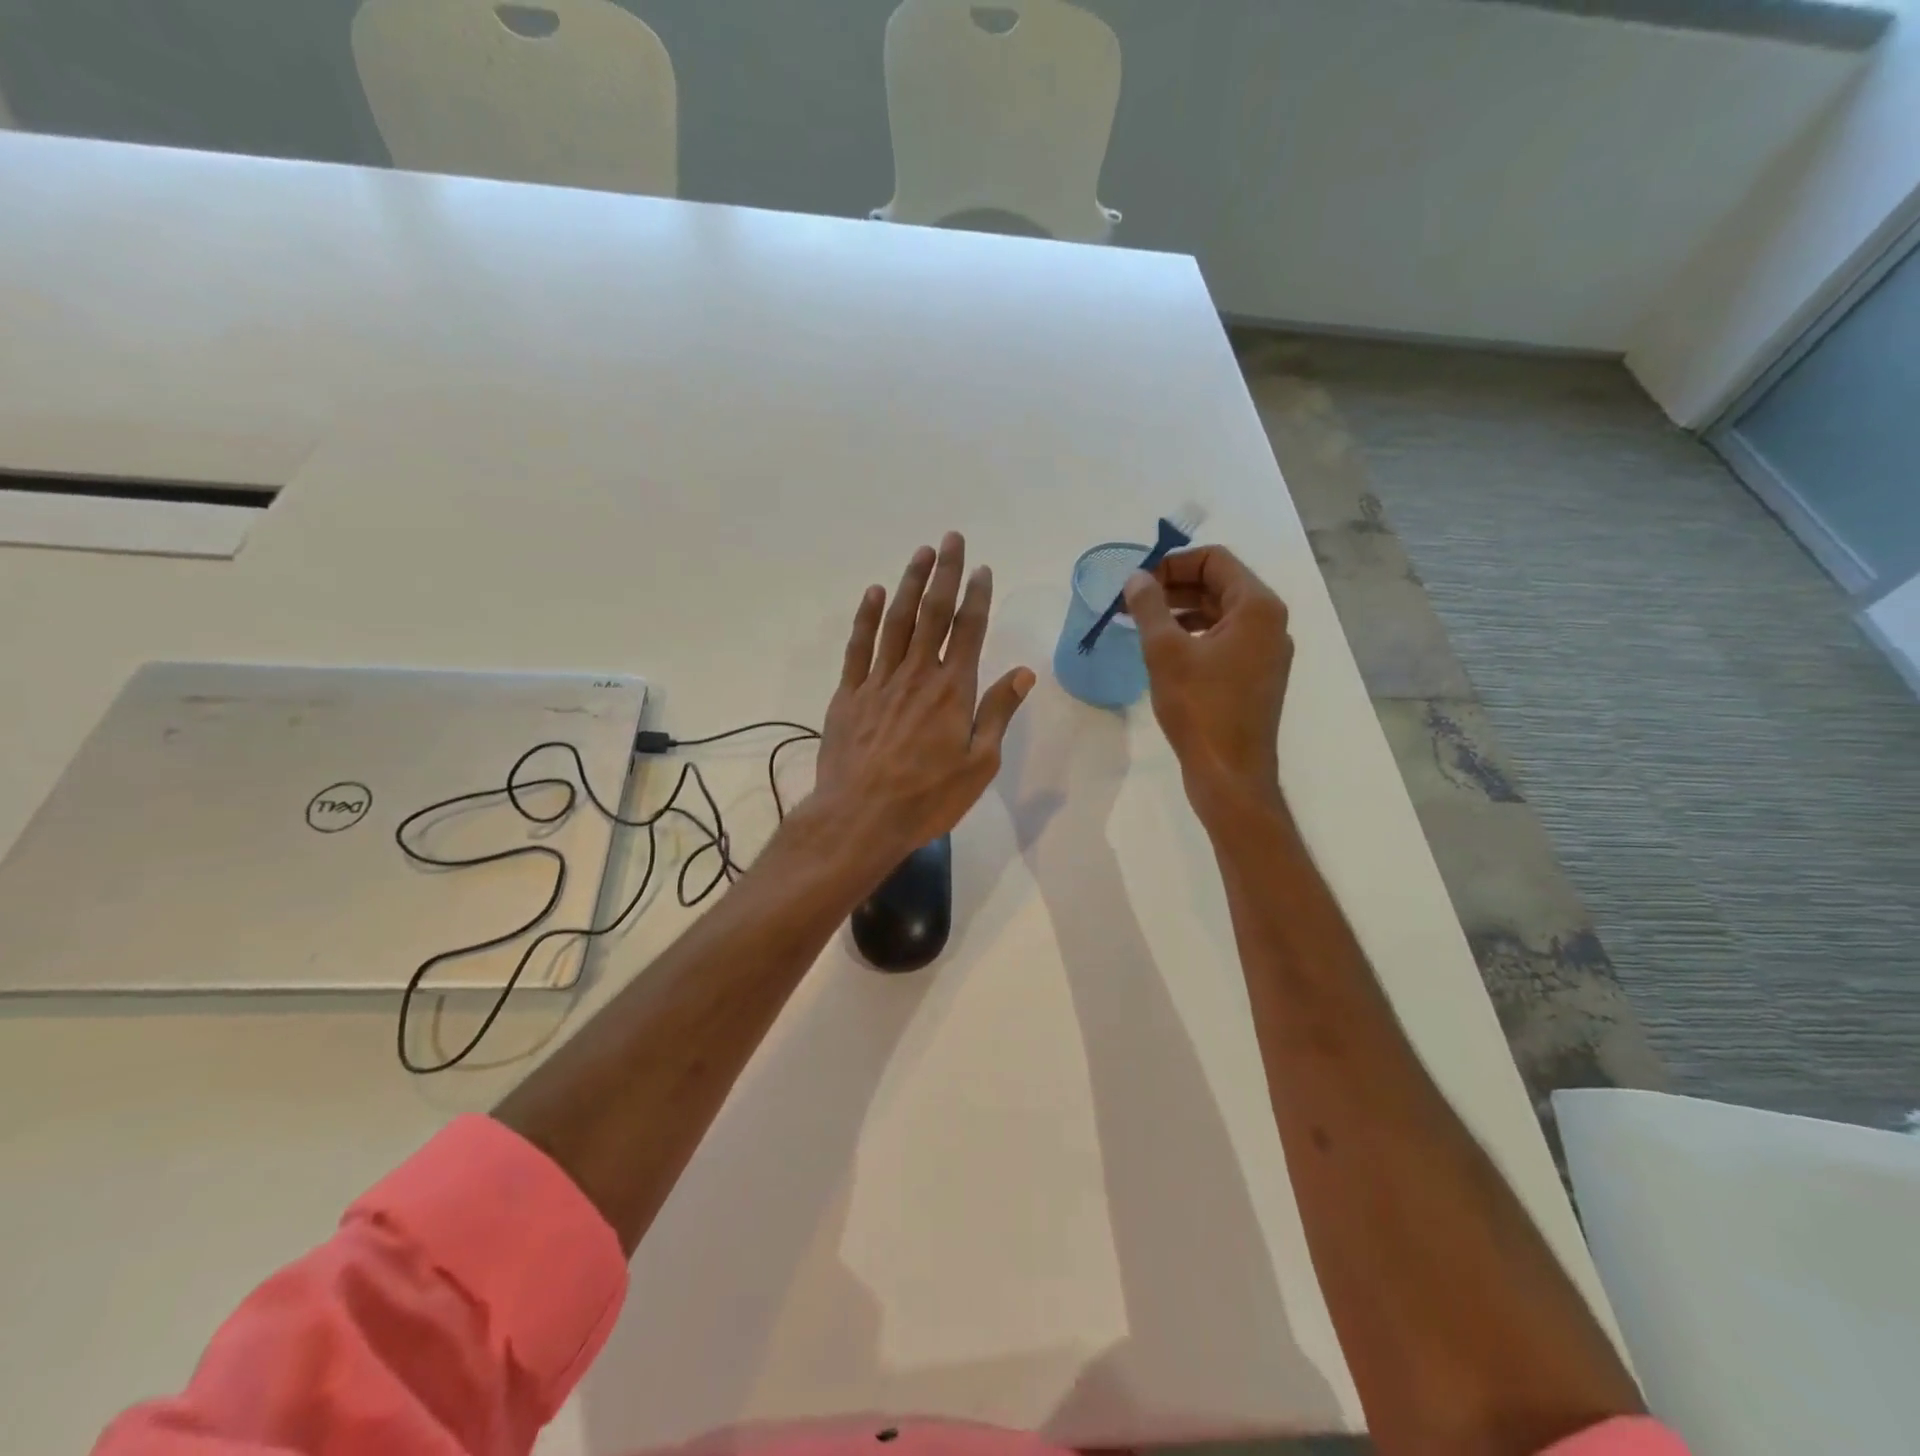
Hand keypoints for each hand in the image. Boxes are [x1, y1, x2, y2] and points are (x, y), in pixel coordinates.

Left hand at [812, 532, 1035, 869]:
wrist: (861, 818)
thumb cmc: (928, 797)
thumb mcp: (979, 764)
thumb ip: (998, 713)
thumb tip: (1024, 672)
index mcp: (953, 690)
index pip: (969, 630)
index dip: (976, 595)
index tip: (982, 568)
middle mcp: (916, 674)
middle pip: (932, 613)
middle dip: (944, 573)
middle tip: (950, 539)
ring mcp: (878, 681)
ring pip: (895, 621)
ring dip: (908, 584)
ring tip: (920, 554)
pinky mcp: (848, 695)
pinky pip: (858, 647)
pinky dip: (866, 618)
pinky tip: (872, 594)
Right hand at [1122, 545, 1292, 818]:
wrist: (1230, 773)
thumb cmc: (1199, 708)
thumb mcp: (1165, 652)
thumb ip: (1148, 606)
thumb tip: (1136, 578)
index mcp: (1257, 607)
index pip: (1215, 559)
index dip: (1173, 563)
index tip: (1138, 582)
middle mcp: (1270, 623)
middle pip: (1219, 584)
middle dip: (1174, 586)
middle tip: (1134, 601)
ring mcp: (1266, 651)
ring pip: (1220, 613)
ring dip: (1181, 611)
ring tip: (1142, 623)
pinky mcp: (1256, 676)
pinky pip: (1224, 639)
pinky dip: (1194, 635)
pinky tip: (1165, 651)